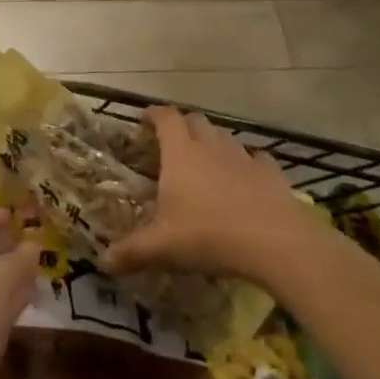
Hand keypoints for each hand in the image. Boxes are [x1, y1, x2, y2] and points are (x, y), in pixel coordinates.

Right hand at [105, 107, 308, 282]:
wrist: (277, 244)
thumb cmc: (209, 236)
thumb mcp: (161, 247)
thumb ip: (130, 252)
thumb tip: (102, 263)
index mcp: (180, 153)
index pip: (165, 117)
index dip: (154, 115)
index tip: (144, 122)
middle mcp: (211, 147)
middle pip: (196, 121)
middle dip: (183, 126)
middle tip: (172, 145)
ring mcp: (244, 158)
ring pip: (225, 137)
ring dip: (213, 143)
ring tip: (207, 163)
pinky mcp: (273, 175)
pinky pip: (257, 159)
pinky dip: (248, 163)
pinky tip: (246, 179)